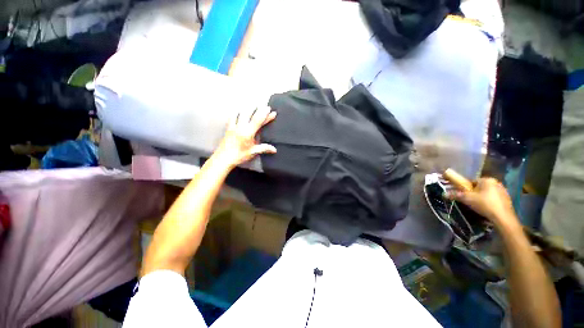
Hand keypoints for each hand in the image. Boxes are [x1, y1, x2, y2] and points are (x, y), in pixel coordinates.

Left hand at [215, 106, 276, 168]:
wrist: (223, 158)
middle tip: (263, 106)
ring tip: (253, 105)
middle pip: (249, 113)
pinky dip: (237, 112)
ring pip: (241, 112)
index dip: (265, 114)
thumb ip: (264, 148)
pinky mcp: (228, 127)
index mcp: (248, 133)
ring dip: (248, 108)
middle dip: (257, 108)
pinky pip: (233, 116)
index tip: (270, 110)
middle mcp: (240, 127)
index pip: (258, 120)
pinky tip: (239, 111)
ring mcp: (233, 126)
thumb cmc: (239, 156)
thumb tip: (274, 149)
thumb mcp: (253, 152)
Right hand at [446, 177, 517, 228]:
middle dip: (475, 193)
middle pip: (480, 187)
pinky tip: (487, 209)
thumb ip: (455, 195)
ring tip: (478, 206)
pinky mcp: (507, 199)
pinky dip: (490, 202)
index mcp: (487, 180)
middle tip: (470, 201)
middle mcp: (496, 183)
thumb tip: (443, 193)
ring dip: (483, 197)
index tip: (464, 195)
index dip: (466, 188)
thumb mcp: (466, 199)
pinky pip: (495, 198)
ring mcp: (503, 191)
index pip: (472, 181)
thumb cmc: (484, 204)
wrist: (502, 217)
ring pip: (488, 193)